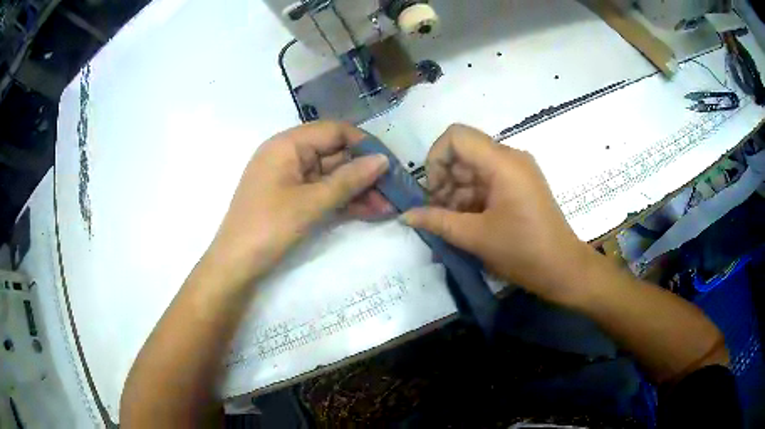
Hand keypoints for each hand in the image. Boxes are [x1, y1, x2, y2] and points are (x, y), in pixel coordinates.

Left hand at [204, 121, 390, 286]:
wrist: (235, 265)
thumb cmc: (268, 227)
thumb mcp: (311, 203)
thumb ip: (349, 180)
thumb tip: (383, 160)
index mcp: (287, 144)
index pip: (334, 131)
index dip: (364, 144)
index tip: (390, 163)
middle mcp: (289, 155)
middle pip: (335, 155)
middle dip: (365, 173)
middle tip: (394, 191)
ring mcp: (291, 179)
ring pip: (332, 177)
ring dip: (359, 190)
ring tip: (388, 207)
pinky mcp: (293, 199)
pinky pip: (323, 193)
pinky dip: (344, 201)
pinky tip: (370, 212)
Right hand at [402, 124, 590, 303]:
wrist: (563, 269)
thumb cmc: (523, 251)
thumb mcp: (475, 237)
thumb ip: (437, 221)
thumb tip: (405, 215)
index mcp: (502, 162)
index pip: (456, 136)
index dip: (436, 158)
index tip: (433, 191)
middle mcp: (510, 157)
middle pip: (464, 152)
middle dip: (445, 179)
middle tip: (438, 212)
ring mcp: (517, 171)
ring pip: (474, 168)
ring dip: (457, 192)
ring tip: (451, 223)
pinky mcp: (521, 185)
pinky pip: (488, 180)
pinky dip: (472, 197)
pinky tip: (467, 222)